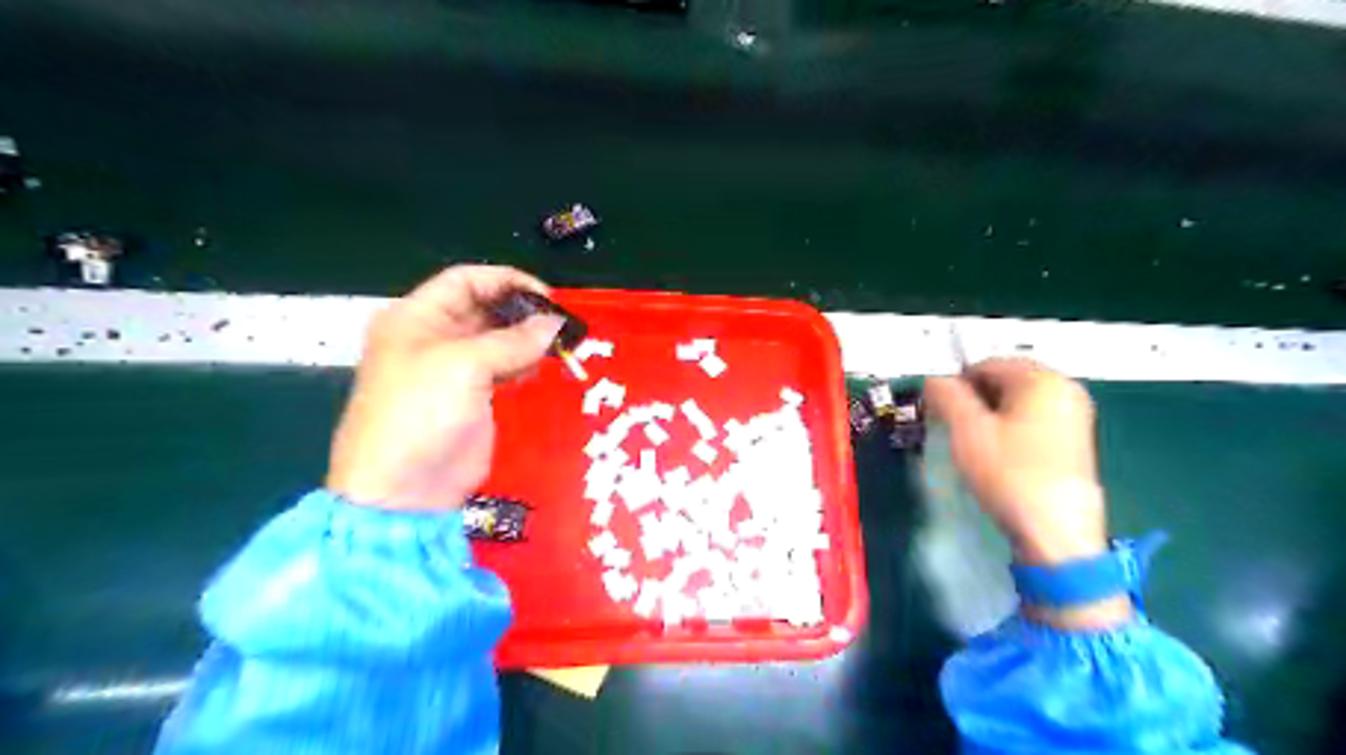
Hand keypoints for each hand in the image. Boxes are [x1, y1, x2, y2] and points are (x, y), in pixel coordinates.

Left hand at [328, 267, 562, 512]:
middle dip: (521, 311)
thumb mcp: (463, 367)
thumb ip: (513, 341)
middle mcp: (433, 336)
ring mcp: (453, 369)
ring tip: (557, 344)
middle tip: (559, 322)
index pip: (465, 281)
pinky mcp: (471, 396)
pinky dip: (523, 362)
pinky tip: (541, 365)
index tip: (546, 295)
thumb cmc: (421, 414)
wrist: (404, 489)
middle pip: (483, 308)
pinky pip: (502, 367)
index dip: (506, 281)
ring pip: (497, 338)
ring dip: (527, 338)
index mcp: (416, 317)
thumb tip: (555, 324)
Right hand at [925, 361, 1102, 565]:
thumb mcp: (967, 430)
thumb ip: (947, 395)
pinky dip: (1009, 427)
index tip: (938, 409)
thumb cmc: (1009, 473)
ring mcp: (1074, 415)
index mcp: (1042, 379)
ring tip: (972, 443)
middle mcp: (1065, 389)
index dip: (957, 382)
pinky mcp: (1074, 440)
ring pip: (1017, 401)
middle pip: (1005, 379)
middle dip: (974, 397)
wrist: (1055, 531)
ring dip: (989, 414)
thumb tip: (933, 378)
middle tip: (953, 425)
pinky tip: (997, 454)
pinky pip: (1032, 419)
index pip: (987, 364)